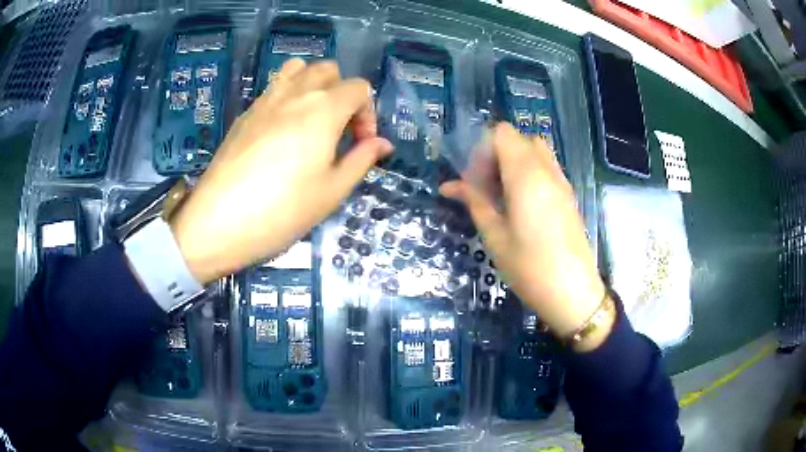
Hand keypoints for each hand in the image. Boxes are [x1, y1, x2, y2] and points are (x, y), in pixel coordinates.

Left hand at [171, 58, 392, 283]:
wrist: (220, 222)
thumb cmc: (283, 210)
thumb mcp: (332, 191)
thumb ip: (361, 159)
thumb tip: (383, 144)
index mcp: (324, 108)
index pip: (359, 89)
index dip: (368, 115)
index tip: (361, 145)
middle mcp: (296, 93)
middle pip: (329, 70)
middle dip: (343, 94)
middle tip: (338, 131)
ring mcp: (266, 99)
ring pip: (298, 69)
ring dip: (313, 85)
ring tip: (311, 120)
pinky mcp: (245, 113)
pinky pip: (274, 87)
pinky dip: (288, 96)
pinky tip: (281, 131)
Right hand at [440, 123, 611, 350]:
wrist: (572, 292)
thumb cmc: (529, 267)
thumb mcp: (495, 235)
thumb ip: (474, 202)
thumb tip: (449, 185)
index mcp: (526, 175)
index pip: (502, 133)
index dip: (482, 150)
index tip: (475, 180)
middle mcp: (546, 170)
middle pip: (518, 139)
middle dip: (496, 155)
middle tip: (485, 188)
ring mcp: (561, 181)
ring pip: (534, 152)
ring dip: (513, 163)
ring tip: (502, 196)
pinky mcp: (568, 195)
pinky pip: (546, 168)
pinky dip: (529, 173)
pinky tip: (521, 205)